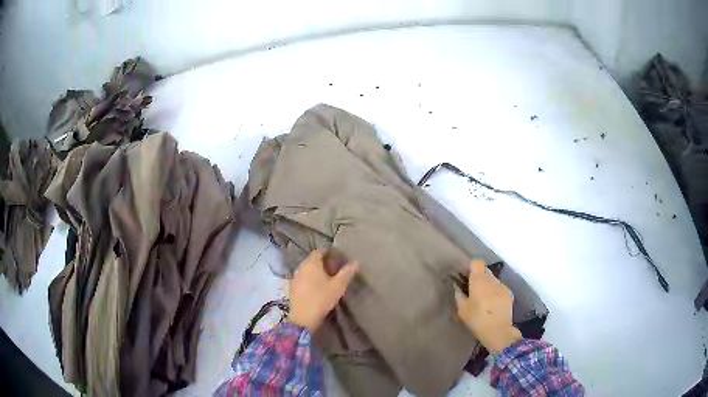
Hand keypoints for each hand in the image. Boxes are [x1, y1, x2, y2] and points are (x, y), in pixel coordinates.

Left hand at [288, 250, 359, 331]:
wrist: (303, 318)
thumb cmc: (321, 298)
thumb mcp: (338, 286)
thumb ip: (347, 273)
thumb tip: (356, 262)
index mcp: (311, 263)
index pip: (320, 251)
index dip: (329, 253)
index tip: (339, 258)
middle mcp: (301, 267)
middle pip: (313, 260)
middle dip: (323, 262)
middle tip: (335, 269)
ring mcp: (295, 277)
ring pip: (307, 269)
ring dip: (316, 271)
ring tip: (328, 279)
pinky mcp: (292, 287)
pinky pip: (303, 278)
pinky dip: (310, 279)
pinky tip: (317, 287)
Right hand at [455, 260, 521, 352]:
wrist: (498, 331)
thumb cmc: (477, 320)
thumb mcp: (462, 310)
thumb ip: (459, 295)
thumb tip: (456, 286)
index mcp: (479, 280)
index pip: (476, 262)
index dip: (470, 266)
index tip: (464, 274)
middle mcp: (492, 280)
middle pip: (485, 270)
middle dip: (478, 276)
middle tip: (471, 287)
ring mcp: (502, 286)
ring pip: (492, 280)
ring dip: (486, 284)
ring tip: (482, 298)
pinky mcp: (509, 294)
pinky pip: (499, 288)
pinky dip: (494, 292)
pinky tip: (491, 304)